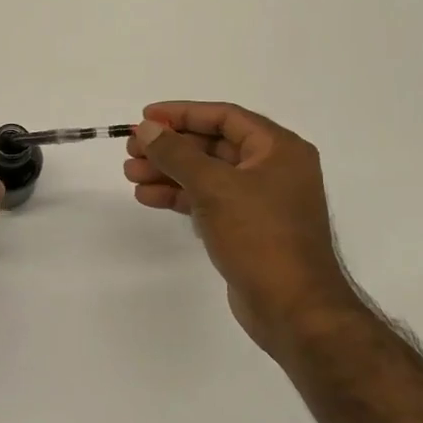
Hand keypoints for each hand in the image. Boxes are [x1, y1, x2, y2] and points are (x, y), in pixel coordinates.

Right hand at [126, 101, 360, 358]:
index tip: (145, 117)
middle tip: (132, 149)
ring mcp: (261, 201)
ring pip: (207, 175)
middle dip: (171, 147)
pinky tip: (149, 197)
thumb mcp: (214, 187)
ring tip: (130, 174)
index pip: (225, 117)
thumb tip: (148, 128)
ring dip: (169, 172)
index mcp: (279, 149)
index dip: (182, 114)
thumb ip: (177, 154)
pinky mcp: (247, 228)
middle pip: (213, 145)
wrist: (292, 308)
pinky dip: (180, 196)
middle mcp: (273, 169)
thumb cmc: (259, 236)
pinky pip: (209, 200)